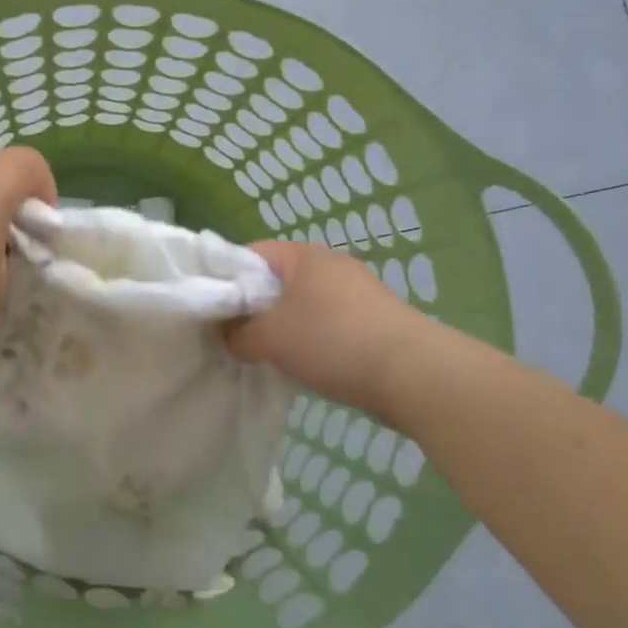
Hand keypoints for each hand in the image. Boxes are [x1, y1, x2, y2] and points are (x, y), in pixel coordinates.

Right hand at [226, 240, 428, 415]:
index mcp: (303, 255)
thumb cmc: (332, 341)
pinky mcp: (374, 319)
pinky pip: (327, 323)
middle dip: (254, 308)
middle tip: (236, 337)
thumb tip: (229, 336)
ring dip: (283, 328)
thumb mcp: (270, 339)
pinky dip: (311, 340)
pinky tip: (305, 366)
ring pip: (302, 305)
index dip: (225, 278)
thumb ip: (238, 334)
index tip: (212, 310)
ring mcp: (357, 292)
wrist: (414, 374)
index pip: (250, 254)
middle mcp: (331, 264)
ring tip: (268, 356)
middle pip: (276, 280)